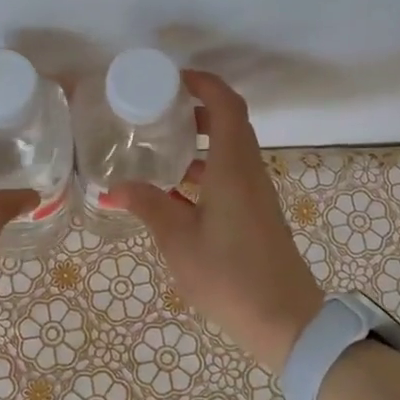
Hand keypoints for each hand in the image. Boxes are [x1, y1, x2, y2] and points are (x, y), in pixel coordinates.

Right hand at [105, 70, 323, 372]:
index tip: (172, 78)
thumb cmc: (229, 276)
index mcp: (233, 168)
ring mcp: (255, 194)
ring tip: (158, 145)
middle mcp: (248, 172)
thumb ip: (148, 207)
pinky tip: (173, 190)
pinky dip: (204, 169)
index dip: (203, 84)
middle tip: (157, 110)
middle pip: (229, 123)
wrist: (285, 320)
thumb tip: (114, 187)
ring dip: (199, 141)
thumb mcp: (178, 241)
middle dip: (196, 109)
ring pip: (229, 151)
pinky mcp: (256, 214)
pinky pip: (230, 175)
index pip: (226, 106)